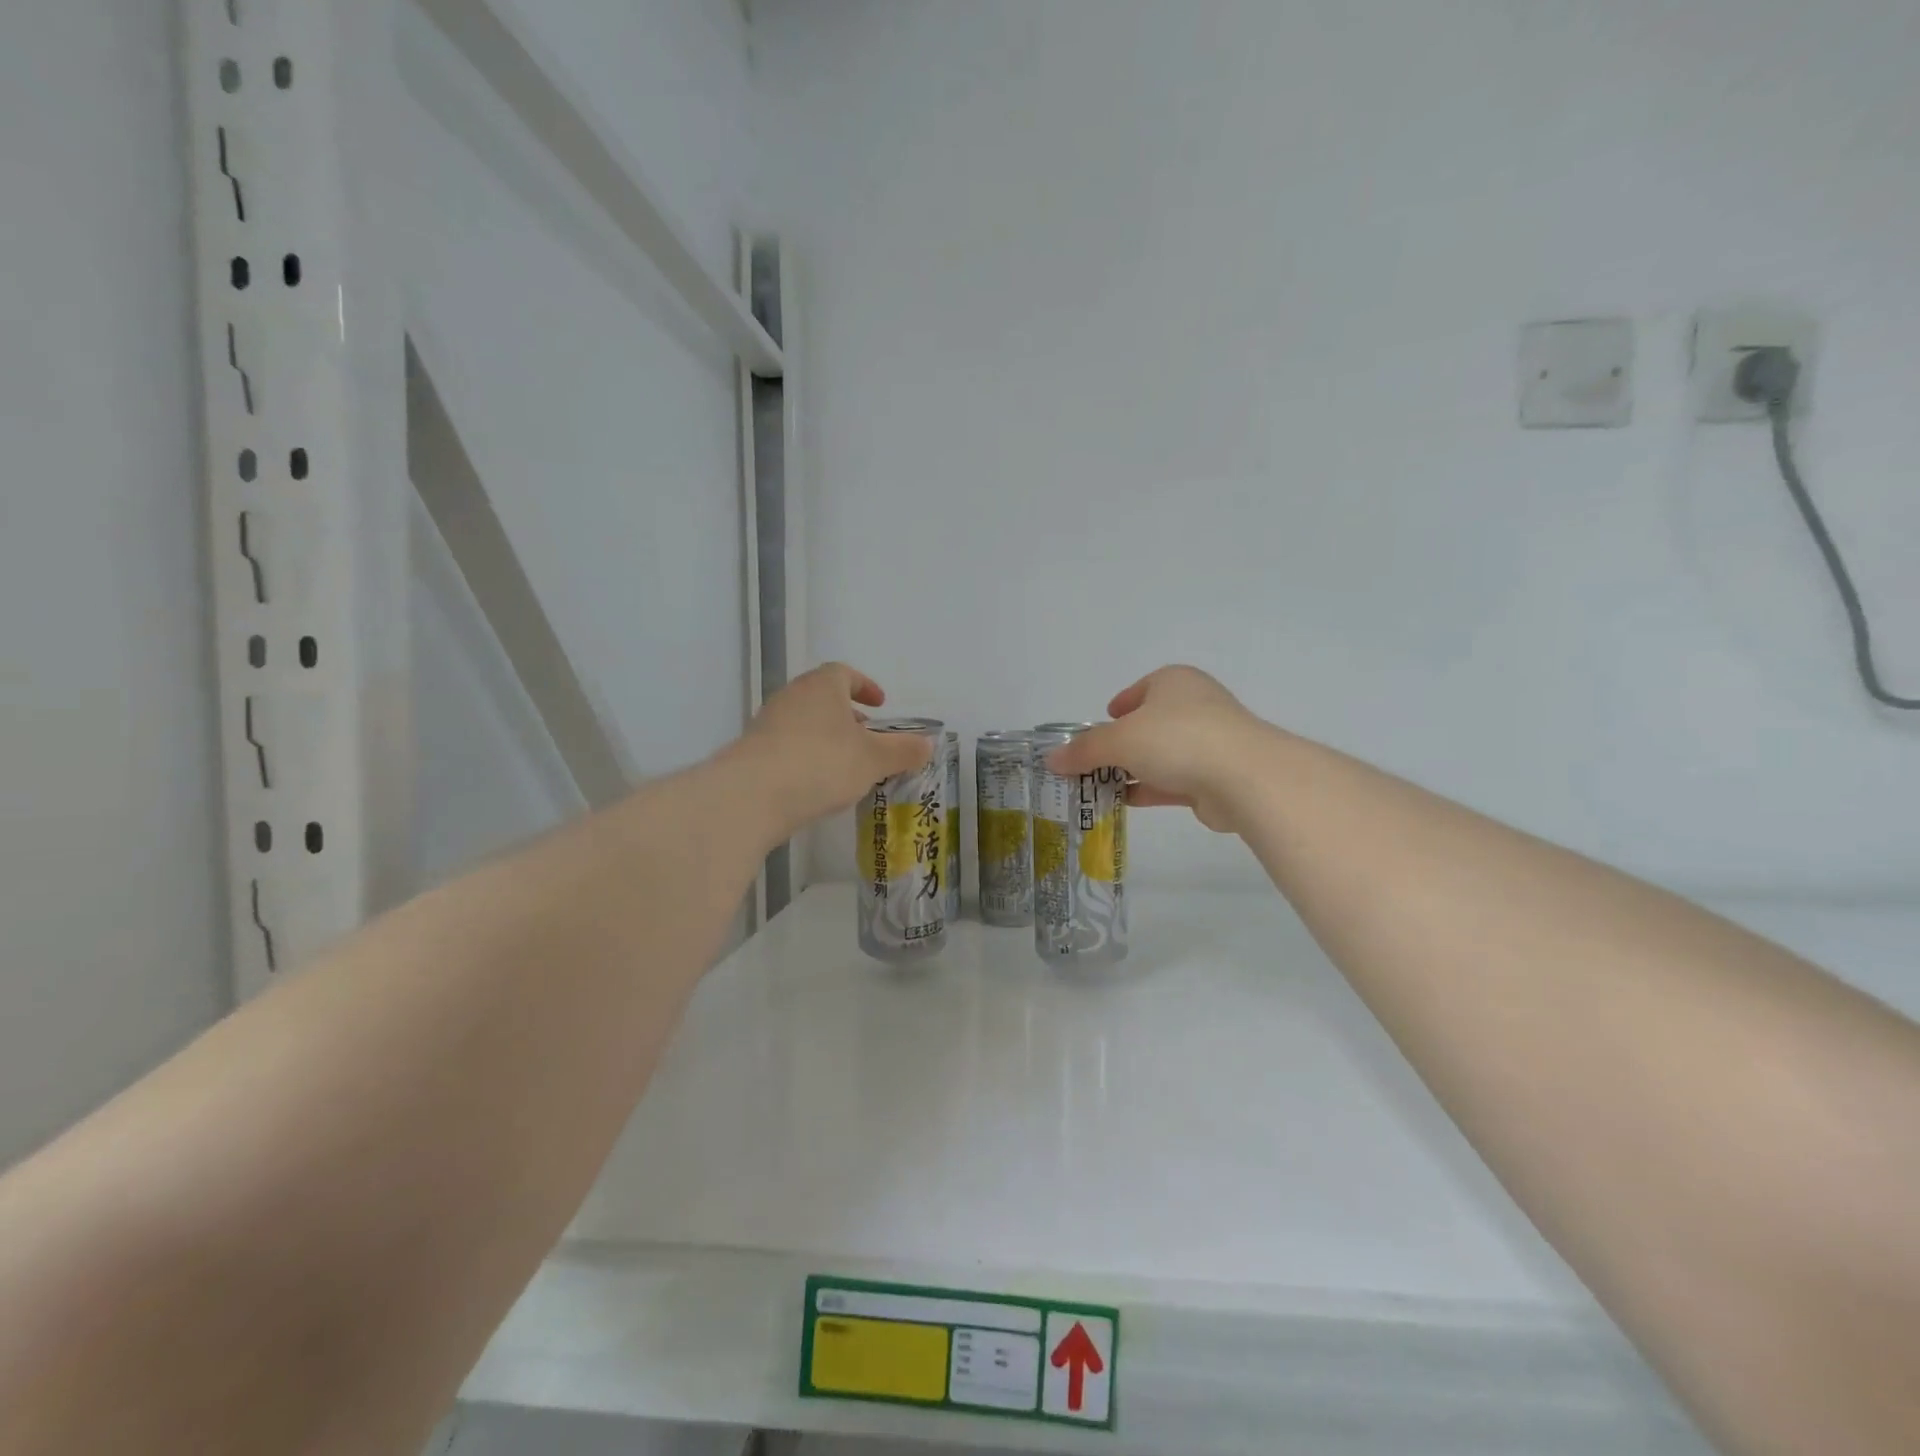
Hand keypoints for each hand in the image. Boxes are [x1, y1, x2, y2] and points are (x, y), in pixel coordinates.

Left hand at [730, 663, 933, 837]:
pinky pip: (787, 746)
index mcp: (822, 687)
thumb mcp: (874, 759)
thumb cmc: (822, 763)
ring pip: (804, 722)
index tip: (880, 705)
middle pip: (823, 697)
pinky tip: (816, 784)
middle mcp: (792, 696)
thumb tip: (928, 744)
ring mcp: (767, 724)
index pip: (844, 673)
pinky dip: (806, 756)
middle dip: (847, 715)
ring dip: (826, 737)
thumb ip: (903, 751)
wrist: (752, 794)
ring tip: (846, 765)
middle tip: (866, 737)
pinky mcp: (752, 752)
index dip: (865, 686)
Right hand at [1048, 666, 1269, 832]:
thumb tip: (1052, 760)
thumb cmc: (1176, 739)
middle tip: (1091, 762)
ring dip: (1132, 770)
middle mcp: (1193, 706)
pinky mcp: (1214, 777)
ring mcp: (1208, 742)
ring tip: (1098, 787)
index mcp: (1173, 682)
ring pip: (1160, 755)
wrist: (1244, 777)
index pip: (1140, 689)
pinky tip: (1123, 803)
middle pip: (1148, 724)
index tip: (1101, 723)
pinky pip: (1172, 781)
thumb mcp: (1118, 740)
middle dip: (1120, 744)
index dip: (1118, 706)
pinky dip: (1149, 790)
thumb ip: (1084, 750)